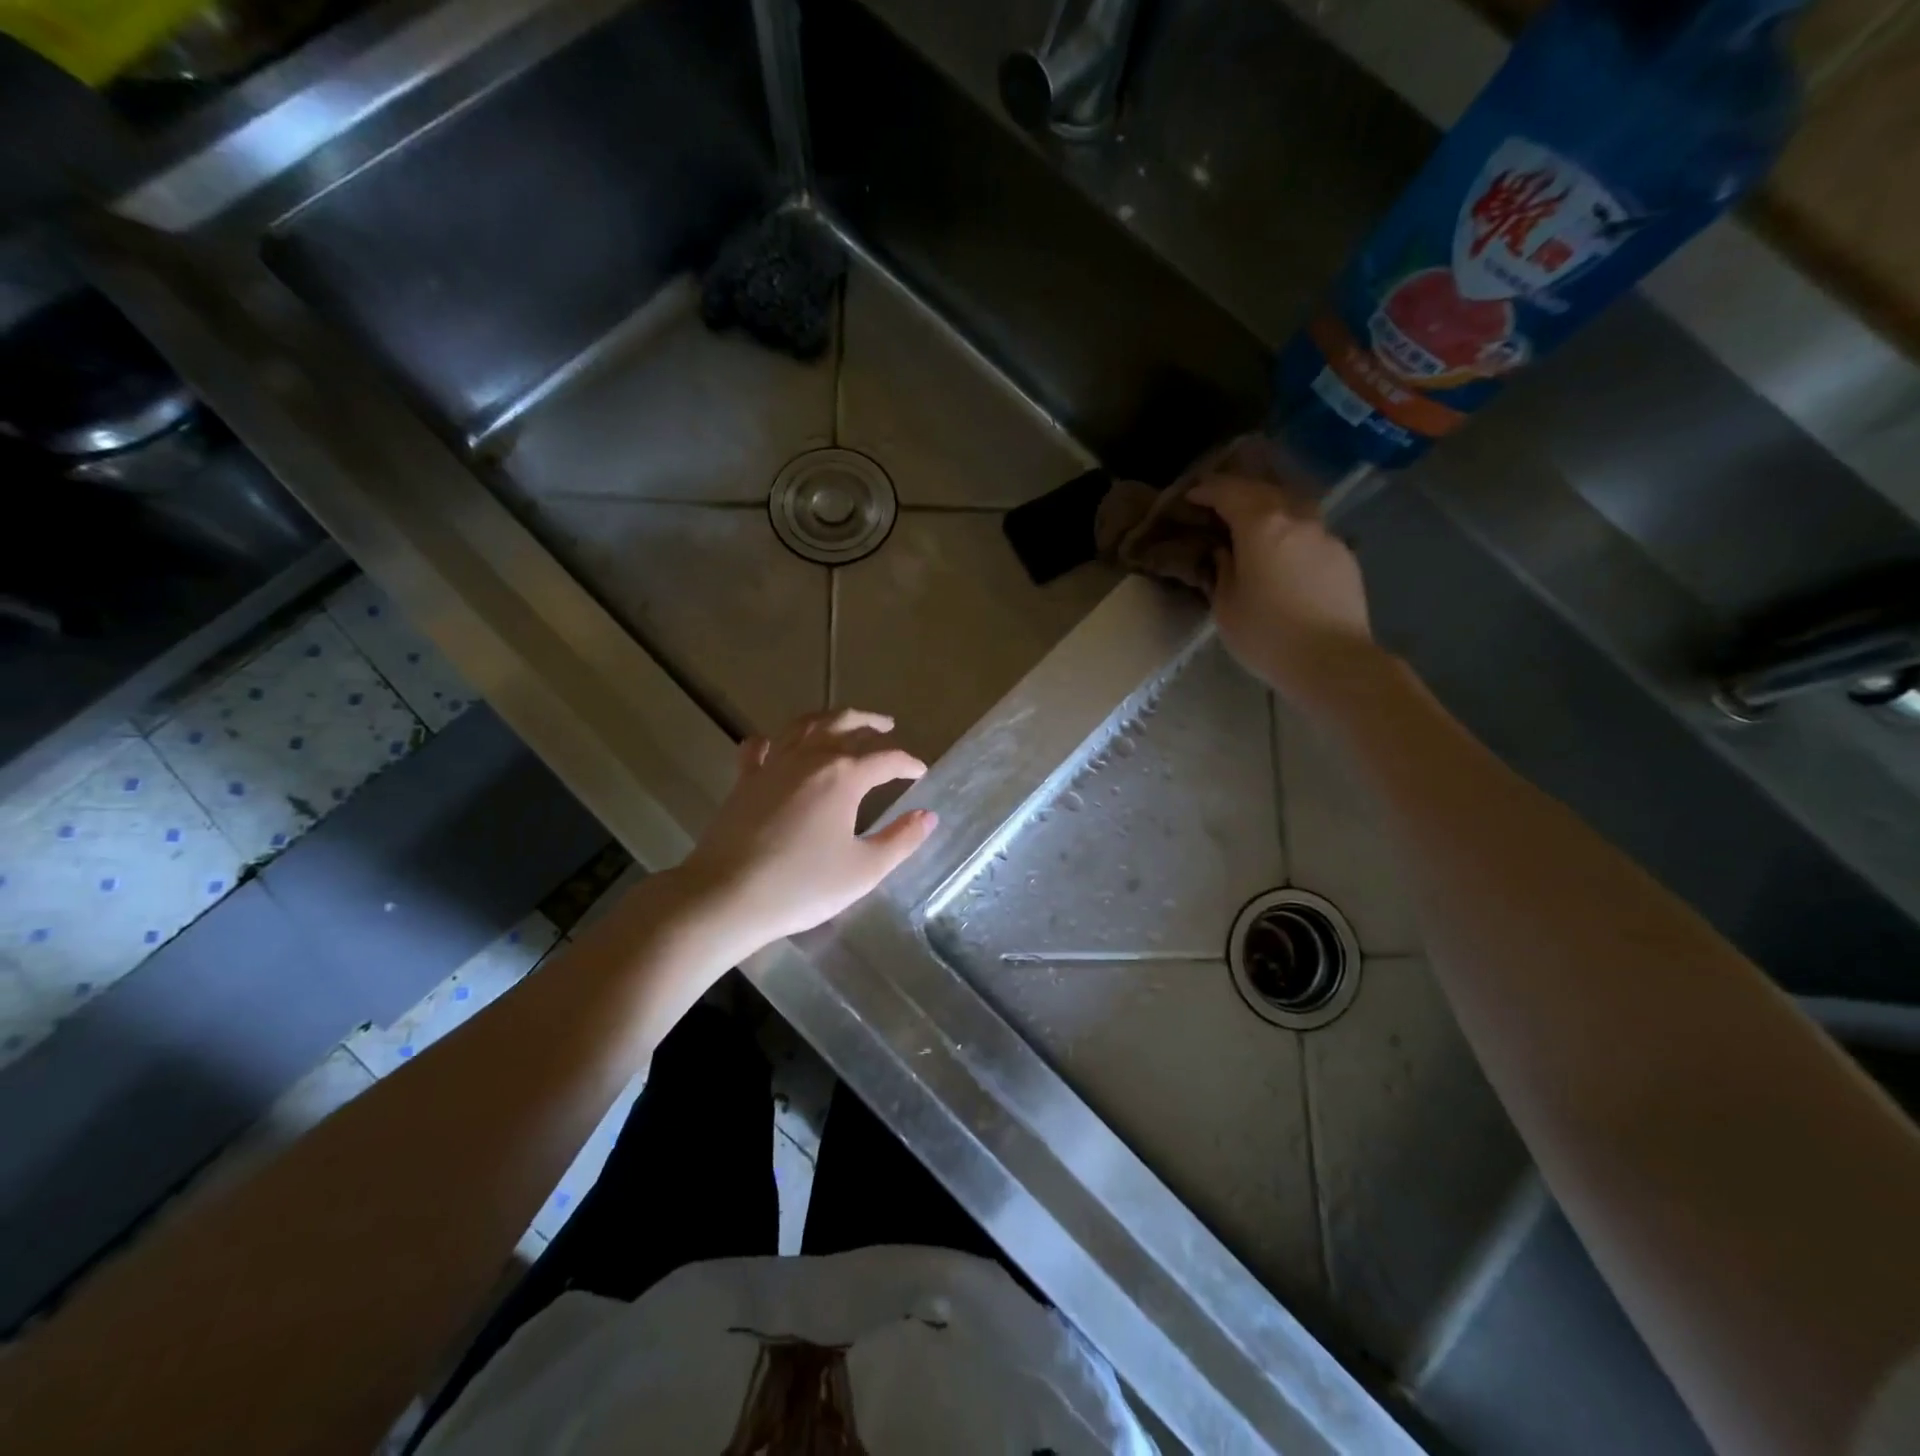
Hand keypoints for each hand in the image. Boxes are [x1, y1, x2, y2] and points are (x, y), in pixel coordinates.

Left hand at [678, 710, 938, 956]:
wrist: (727, 896)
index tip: (920, 772)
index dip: (908, 764)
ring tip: (843, 721)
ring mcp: (773, 765)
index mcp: (844, 776)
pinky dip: (773, 740)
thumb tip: (928, 816)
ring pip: (805, 725)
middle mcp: (810, 759)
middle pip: (845, 725)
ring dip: (829, 718)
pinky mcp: (744, 780)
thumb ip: (901, 840)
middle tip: (887, 726)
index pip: (886, 759)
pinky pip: (759, 746)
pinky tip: (776, 743)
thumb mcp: (864, 870)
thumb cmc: (802, 886)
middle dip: (870, 723)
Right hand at [1187, 473, 1381, 706]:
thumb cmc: (1267, 636)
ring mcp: (1326, 536)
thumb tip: (1225, 552)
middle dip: (1238, 492)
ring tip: (1253, 522)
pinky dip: (1290, 532)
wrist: (1332, 661)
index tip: (1192, 495)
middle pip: (1264, 491)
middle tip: (1218, 502)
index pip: (1230, 493)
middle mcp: (1297, 519)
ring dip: (1269, 508)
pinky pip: (1310, 532)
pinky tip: (1283, 552)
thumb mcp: (1226, 607)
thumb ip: (1223, 570)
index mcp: (1262, 527)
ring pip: (1293, 507)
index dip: (1208, 490)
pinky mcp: (1344, 556)